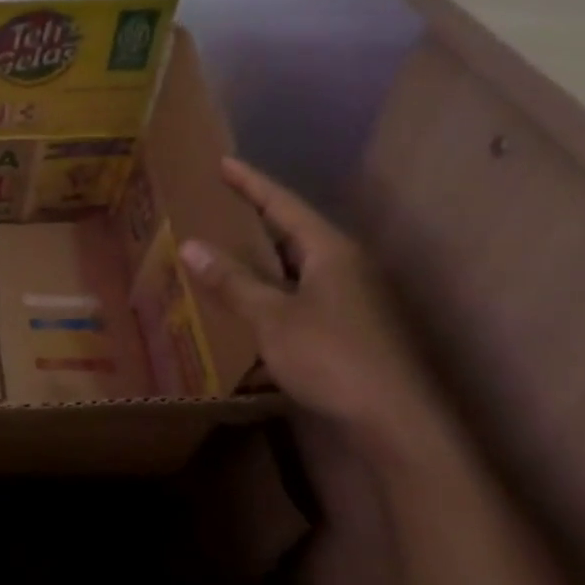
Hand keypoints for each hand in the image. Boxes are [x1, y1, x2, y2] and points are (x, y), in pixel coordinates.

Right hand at [180, 158, 438, 433]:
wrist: (394, 421)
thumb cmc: (332, 357)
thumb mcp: (272, 317)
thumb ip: (232, 281)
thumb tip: (190, 245)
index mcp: (331, 252)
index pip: (284, 205)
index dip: (251, 183)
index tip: (223, 163)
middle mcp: (345, 266)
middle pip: (293, 230)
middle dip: (253, 217)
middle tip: (213, 205)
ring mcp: (351, 297)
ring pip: (296, 264)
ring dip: (259, 256)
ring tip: (220, 247)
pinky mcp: (348, 326)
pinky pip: (299, 291)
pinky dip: (269, 287)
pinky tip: (246, 298)